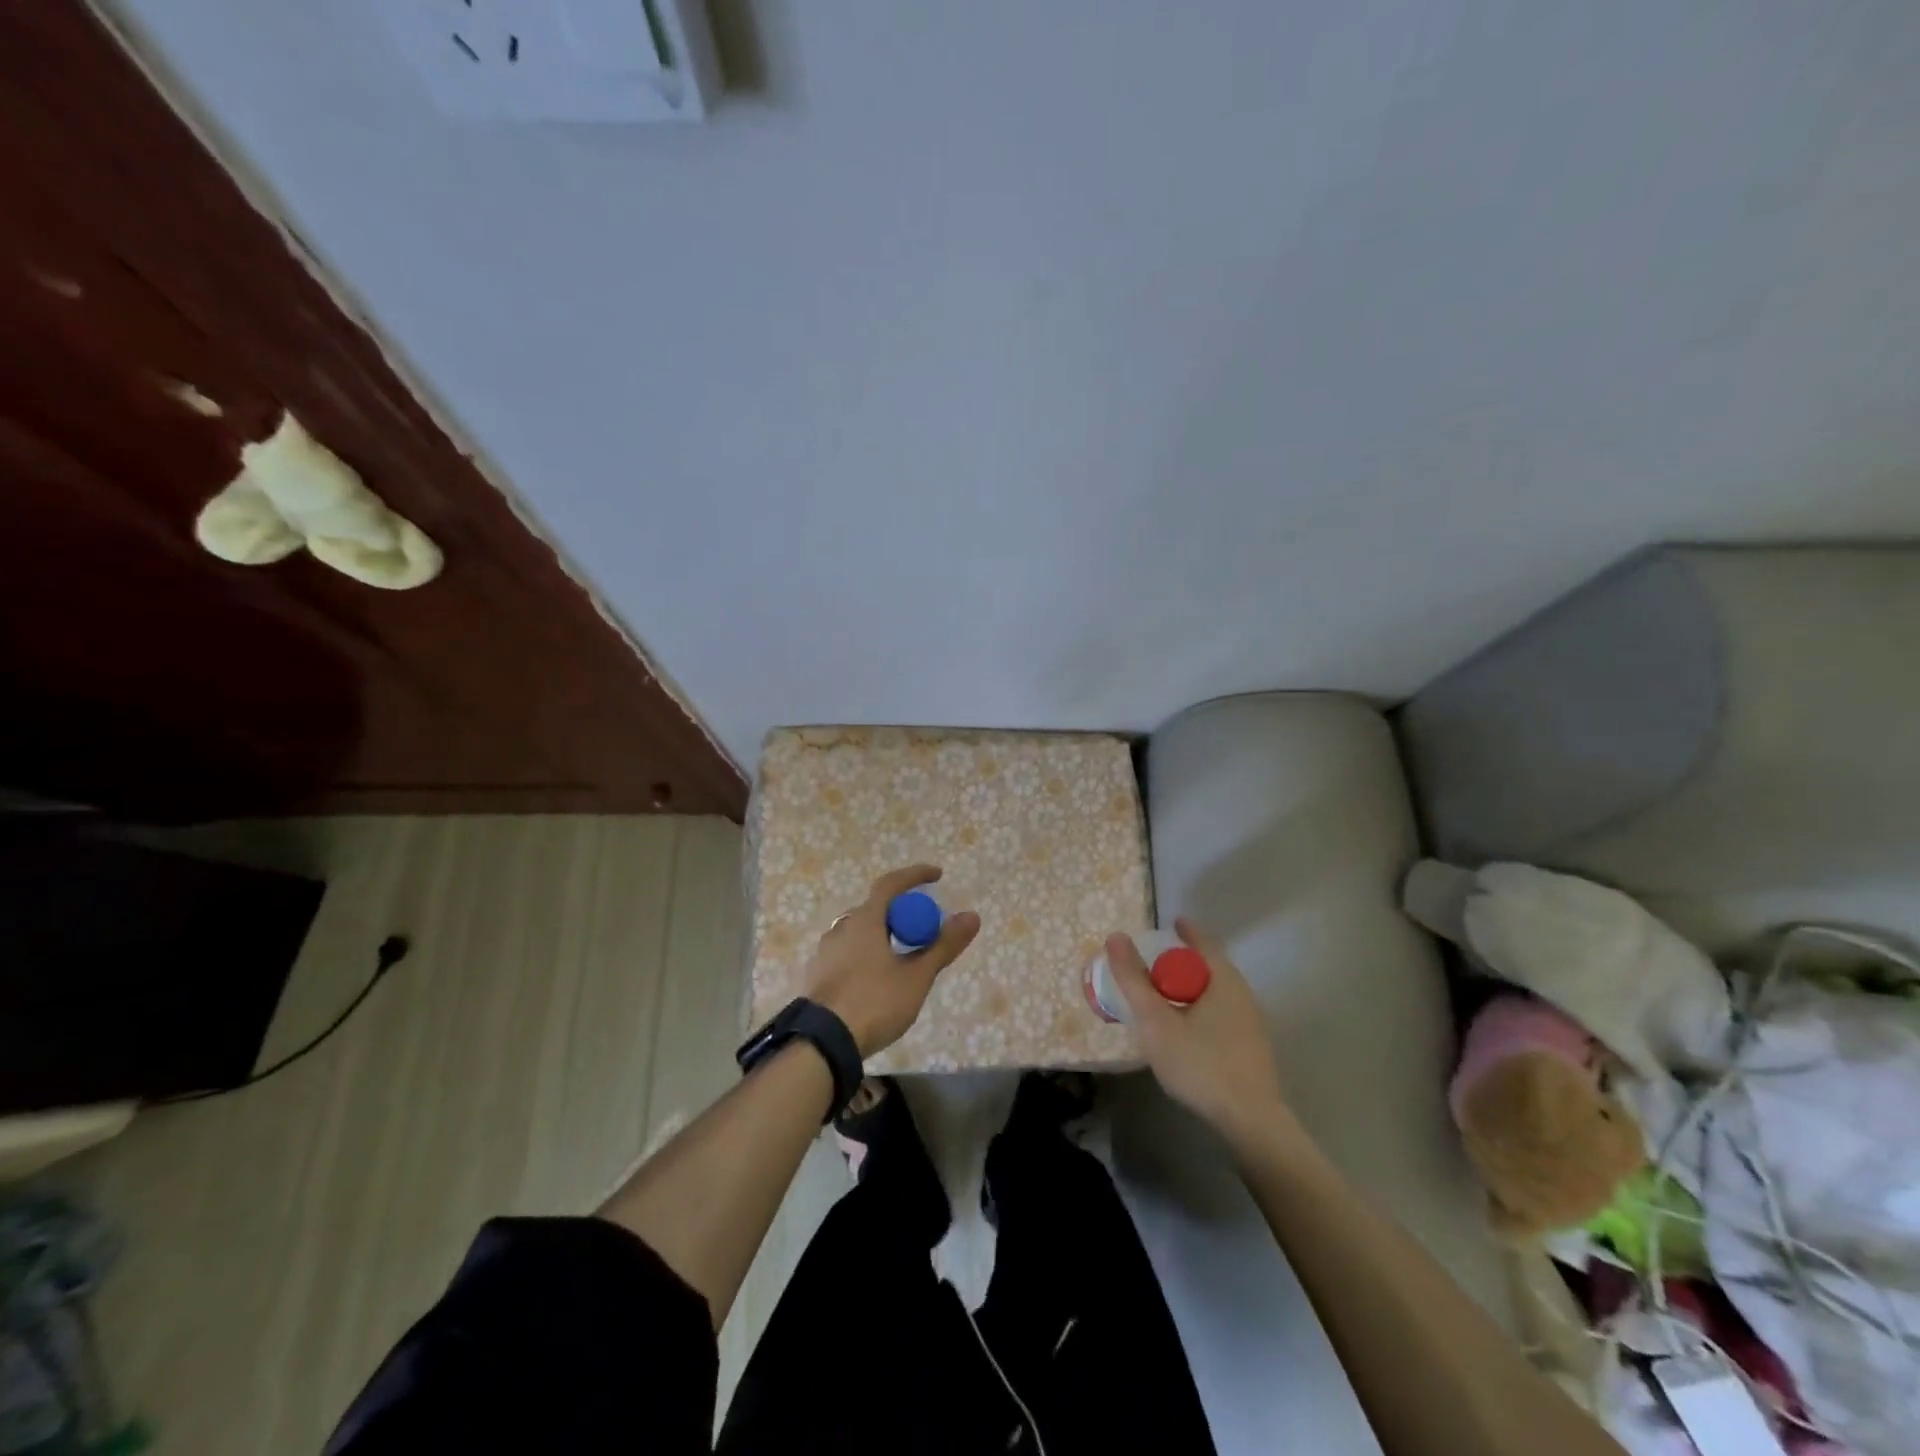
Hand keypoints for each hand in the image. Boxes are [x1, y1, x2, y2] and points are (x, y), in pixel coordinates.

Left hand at [804, 865, 980, 1057]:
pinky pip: (848, 953)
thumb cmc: (874, 1002)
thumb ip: (943, 946)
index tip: (937, 875)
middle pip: (875, 909)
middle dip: (900, 912)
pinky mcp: (818, 975)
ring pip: (859, 932)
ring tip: (901, 957)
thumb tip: (972, 916)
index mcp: (865, 920)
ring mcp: (825, 952)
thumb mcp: (916, 977)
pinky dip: (867, 955)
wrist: (822, 1043)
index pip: (891, 884)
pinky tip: (877, 980)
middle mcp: (841, 928)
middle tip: (922, 929)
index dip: (915, 875)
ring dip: (882, 935)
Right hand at [1106, 917, 1289, 1146]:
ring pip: (1217, 993)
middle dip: (1186, 961)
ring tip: (1167, 996)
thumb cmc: (1200, 1063)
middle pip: (1211, 967)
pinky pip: (1222, 1014)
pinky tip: (1187, 1029)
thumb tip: (1116, 937)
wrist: (1249, 1121)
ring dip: (1193, 988)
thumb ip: (1134, 980)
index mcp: (1224, 980)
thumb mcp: (1156, 1021)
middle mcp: (1243, 994)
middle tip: (1159, 963)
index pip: (1203, 943)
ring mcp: (1252, 1023)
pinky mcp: (1252, 1048)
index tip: (1171, 923)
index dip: (1186, 931)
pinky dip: (1202, 1008)